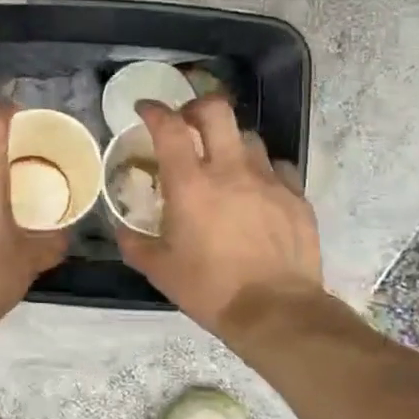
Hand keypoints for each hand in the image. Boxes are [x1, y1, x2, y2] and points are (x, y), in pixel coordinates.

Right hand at [113, 96, 323, 338]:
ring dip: (230, 141)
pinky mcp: (296, 196)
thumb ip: (135, 243)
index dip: (154, 110)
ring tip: (224, 161)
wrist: (276, 311)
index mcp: (191, 184)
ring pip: (249, 137)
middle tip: (187, 122)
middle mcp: (230, 170)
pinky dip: (262, 169)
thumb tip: (123, 229)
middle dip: (197, 106)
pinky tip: (257, 189)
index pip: (169, 127)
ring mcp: (268, 180)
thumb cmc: (210, 289)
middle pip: (216, 111)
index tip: (145, 109)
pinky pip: (278, 167)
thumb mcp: (159, 270)